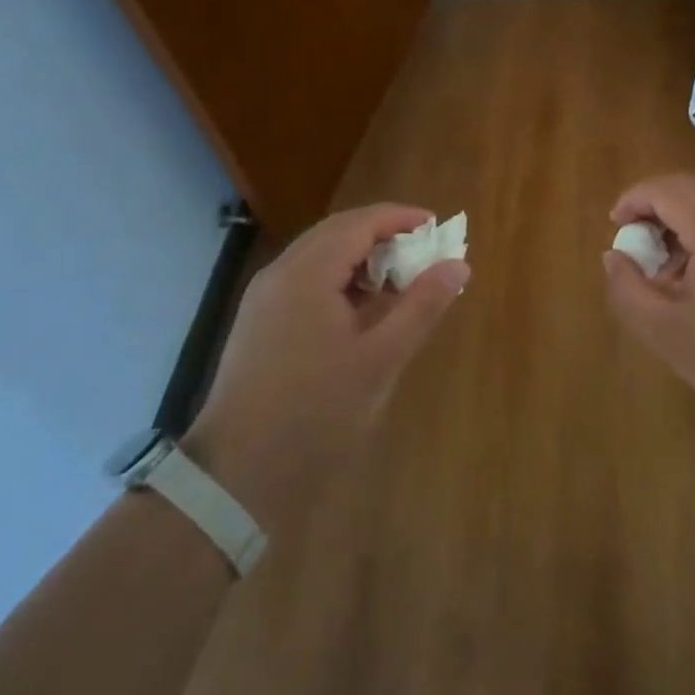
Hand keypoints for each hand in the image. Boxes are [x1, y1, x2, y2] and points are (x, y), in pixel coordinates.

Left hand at [185, 204, 469, 531]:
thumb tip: (458, 265)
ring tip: (396, 283)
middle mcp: (281, 273)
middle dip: (381, 234)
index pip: (359, 223)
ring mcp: (264, 297)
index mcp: (308, 273)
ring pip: (318, 255)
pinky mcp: (258, 322)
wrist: (236, 475)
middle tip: (421, 252)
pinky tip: (359, 310)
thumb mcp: (380, 360)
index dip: (400, 218)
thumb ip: (421, 306)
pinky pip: (304, 279)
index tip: (436, 227)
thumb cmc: (316, 412)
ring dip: (359, 257)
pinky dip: (337, 279)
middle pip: (337, 232)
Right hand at [603, 175, 694, 446]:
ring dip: (683, 225)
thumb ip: (629, 289)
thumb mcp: (667, 333)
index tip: (615, 227)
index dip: (632, 200)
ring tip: (669, 273)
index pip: (664, 189)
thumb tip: (615, 256)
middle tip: (638, 247)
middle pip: (690, 190)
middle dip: (656, 209)